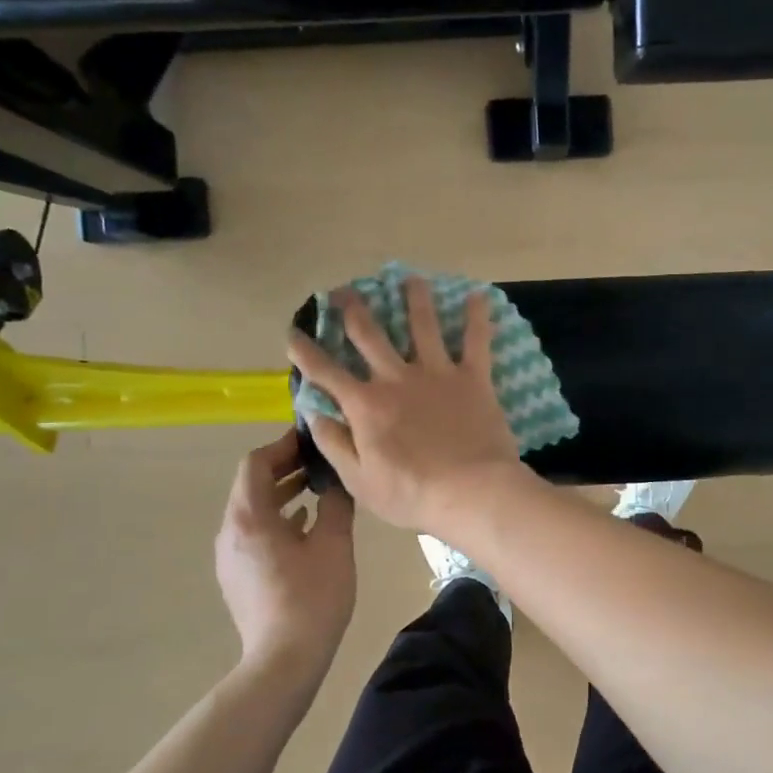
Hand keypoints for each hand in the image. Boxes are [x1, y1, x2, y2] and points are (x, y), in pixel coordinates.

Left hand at [214, 431, 356, 684]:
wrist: (284, 660)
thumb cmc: (312, 597)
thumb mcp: (334, 544)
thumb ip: (335, 504)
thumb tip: (338, 480)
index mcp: (249, 517)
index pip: (255, 463)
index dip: (282, 445)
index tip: (311, 439)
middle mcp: (230, 531)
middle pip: (250, 485)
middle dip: (283, 467)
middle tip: (318, 460)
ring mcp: (230, 556)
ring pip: (252, 510)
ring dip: (281, 493)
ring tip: (316, 488)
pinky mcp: (237, 576)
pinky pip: (253, 533)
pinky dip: (276, 518)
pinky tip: (304, 524)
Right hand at [287, 278, 521, 532]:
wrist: (471, 492)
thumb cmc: (412, 494)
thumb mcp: (359, 480)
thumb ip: (334, 444)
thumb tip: (314, 414)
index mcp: (366, 405)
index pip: (326, 372)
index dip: (305, 351)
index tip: (293, 332)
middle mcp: (397, 378)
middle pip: (370, 334)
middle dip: (352, 309)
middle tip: (343, 291)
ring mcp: (437, 374)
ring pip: (423, 326)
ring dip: (415, 299)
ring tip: (410, 279)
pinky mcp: (473, 378)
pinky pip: (476, 341)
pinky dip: (478, 318)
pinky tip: (479, 296)